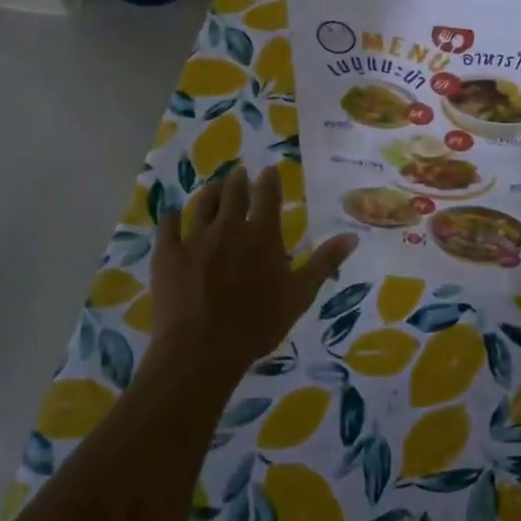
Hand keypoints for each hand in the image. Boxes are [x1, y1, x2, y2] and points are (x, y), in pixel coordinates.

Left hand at [152, 164, 357, 384]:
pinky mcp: (167, 254)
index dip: (269, 180)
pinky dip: (171, 217)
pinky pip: (167, 226)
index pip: (267, 196)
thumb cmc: (257, 325)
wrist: (201, 350)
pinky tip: (172, 214)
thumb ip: (324, 263)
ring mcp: (195, 239)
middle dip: (238, 180)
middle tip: (239, 173)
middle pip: (233, 193)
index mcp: (262, 235)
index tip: (269, 170)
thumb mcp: (300, 295)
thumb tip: (352, 236)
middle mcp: (229, 228)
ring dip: (210, 192)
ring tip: (214, 186)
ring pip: (202, 204)